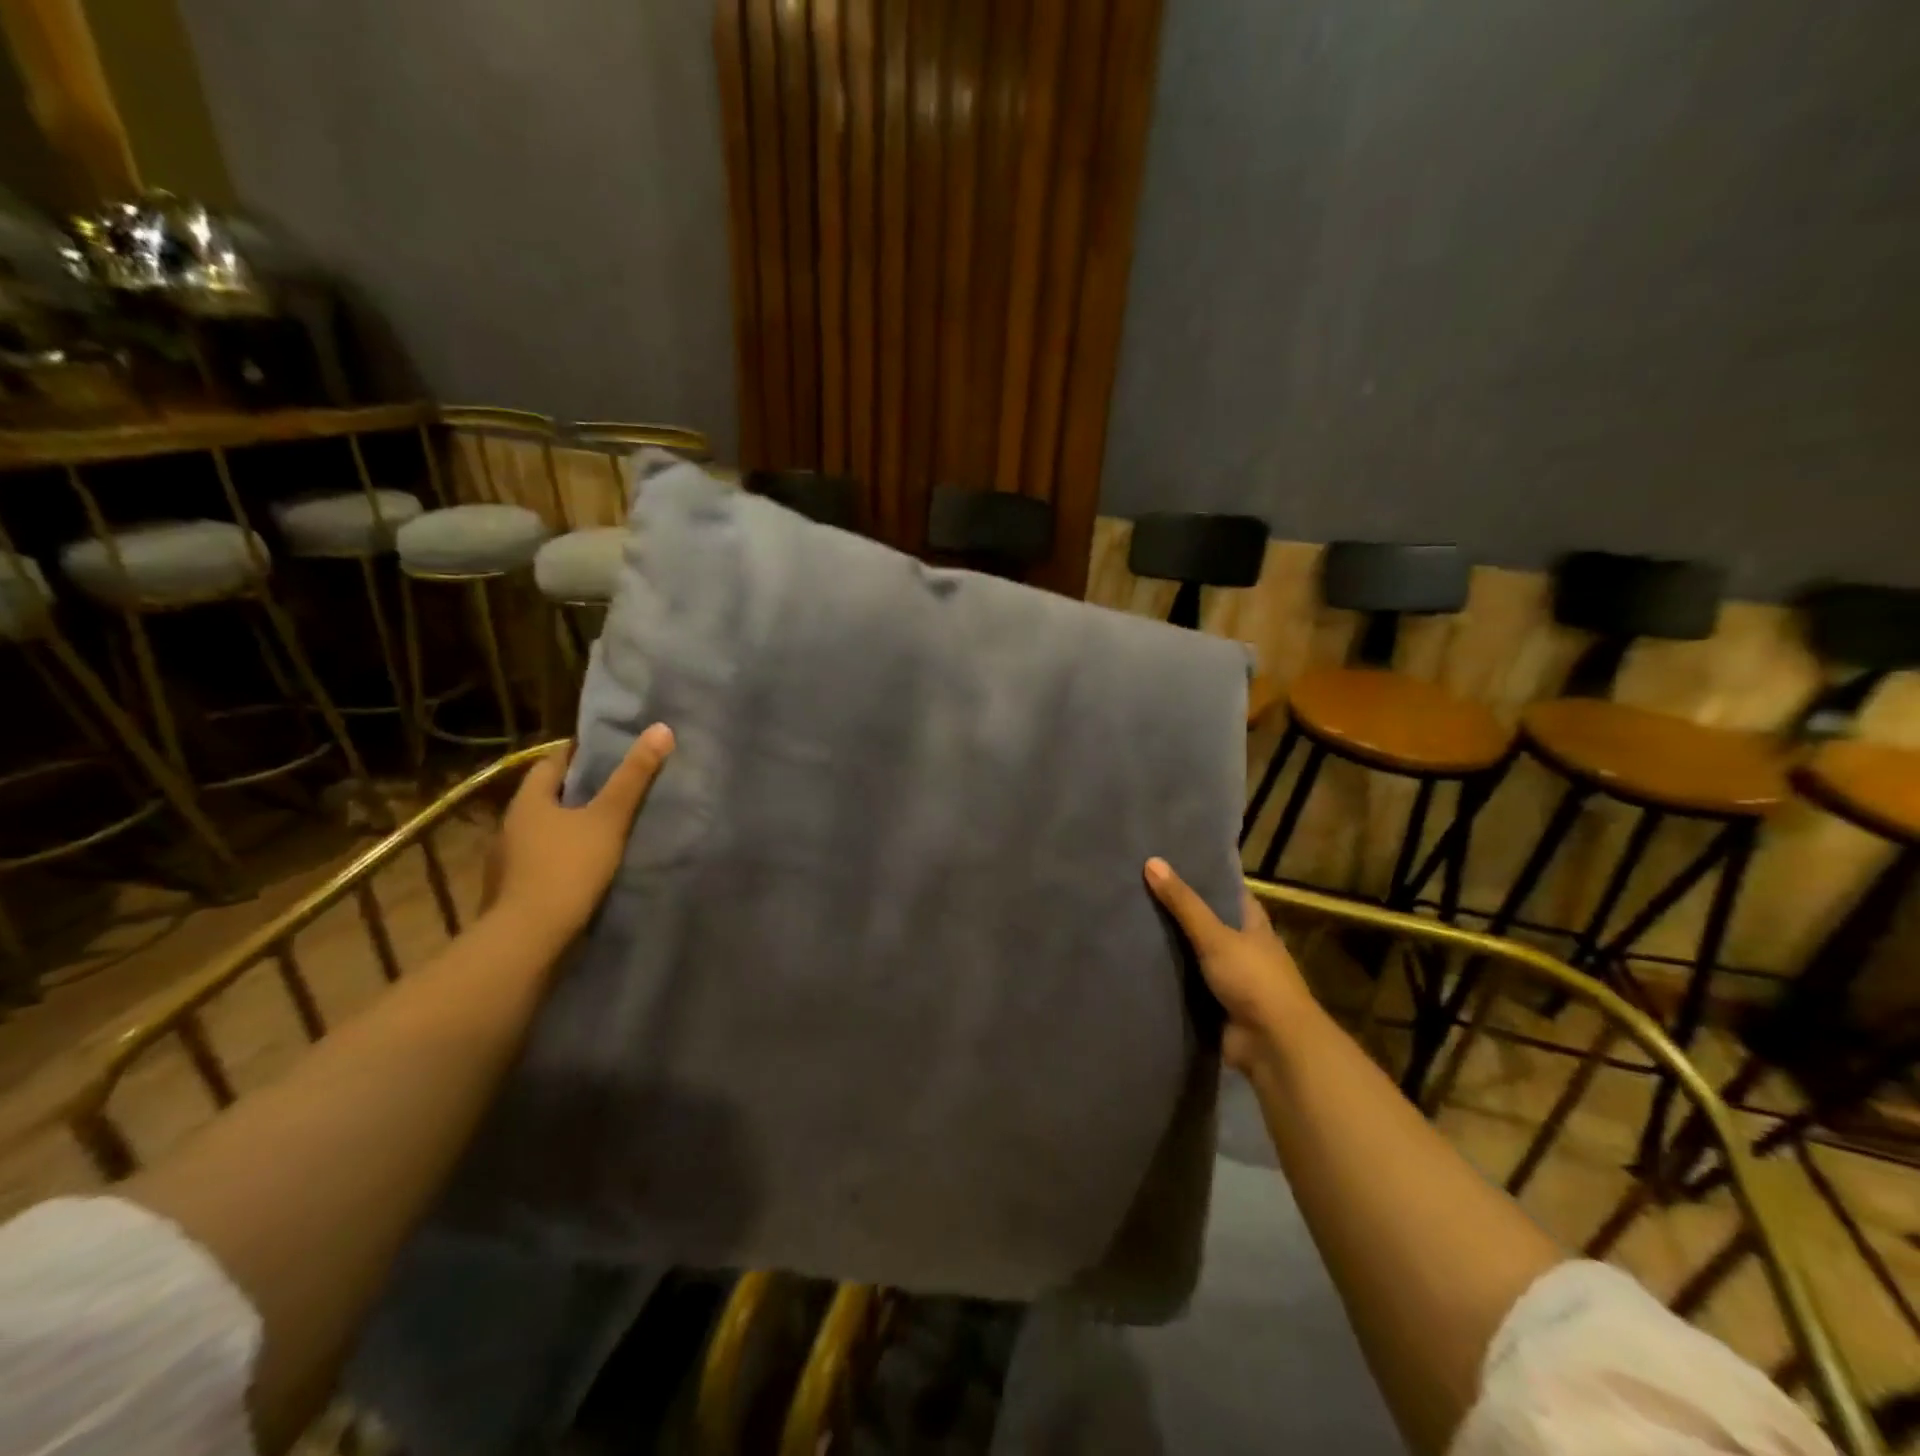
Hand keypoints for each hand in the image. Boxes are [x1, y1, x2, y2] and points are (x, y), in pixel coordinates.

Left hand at [486, 726, 675, 938]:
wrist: (528, 941)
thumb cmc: (567, 868)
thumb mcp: (608, 819)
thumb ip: (634, 777)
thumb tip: (661, 728)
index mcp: (528, 802)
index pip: (551, 763)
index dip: (578, 754)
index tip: (608, 751)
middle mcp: (511, 826)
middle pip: (547, 798)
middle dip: (578, 792)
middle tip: (617, 788)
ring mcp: (508, 863)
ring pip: (544, 833)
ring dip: (570, 829)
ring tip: (607, 830)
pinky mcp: (514, 893)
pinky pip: (543, 863)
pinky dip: (564, 859)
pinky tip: (587, 868)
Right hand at [1144, 857, 1313, 1070]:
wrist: (1273, 1045)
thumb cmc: (1253, 980)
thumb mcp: (1216, 936)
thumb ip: (1183, 903)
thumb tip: (1151, 861)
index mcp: (1254, 925)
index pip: (1228, 891)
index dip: (1205, 875)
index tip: (1172, 860)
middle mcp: (1244, 948)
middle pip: (1208, 921)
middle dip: (1179, 910)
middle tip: (1139, 888)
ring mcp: (1231, 978)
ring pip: (1195, 954)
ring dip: (1171, 945)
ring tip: (1130, 919)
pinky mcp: (1216, 1004)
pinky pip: (1187, 984)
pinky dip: (1168, 976)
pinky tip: (1138, 962)